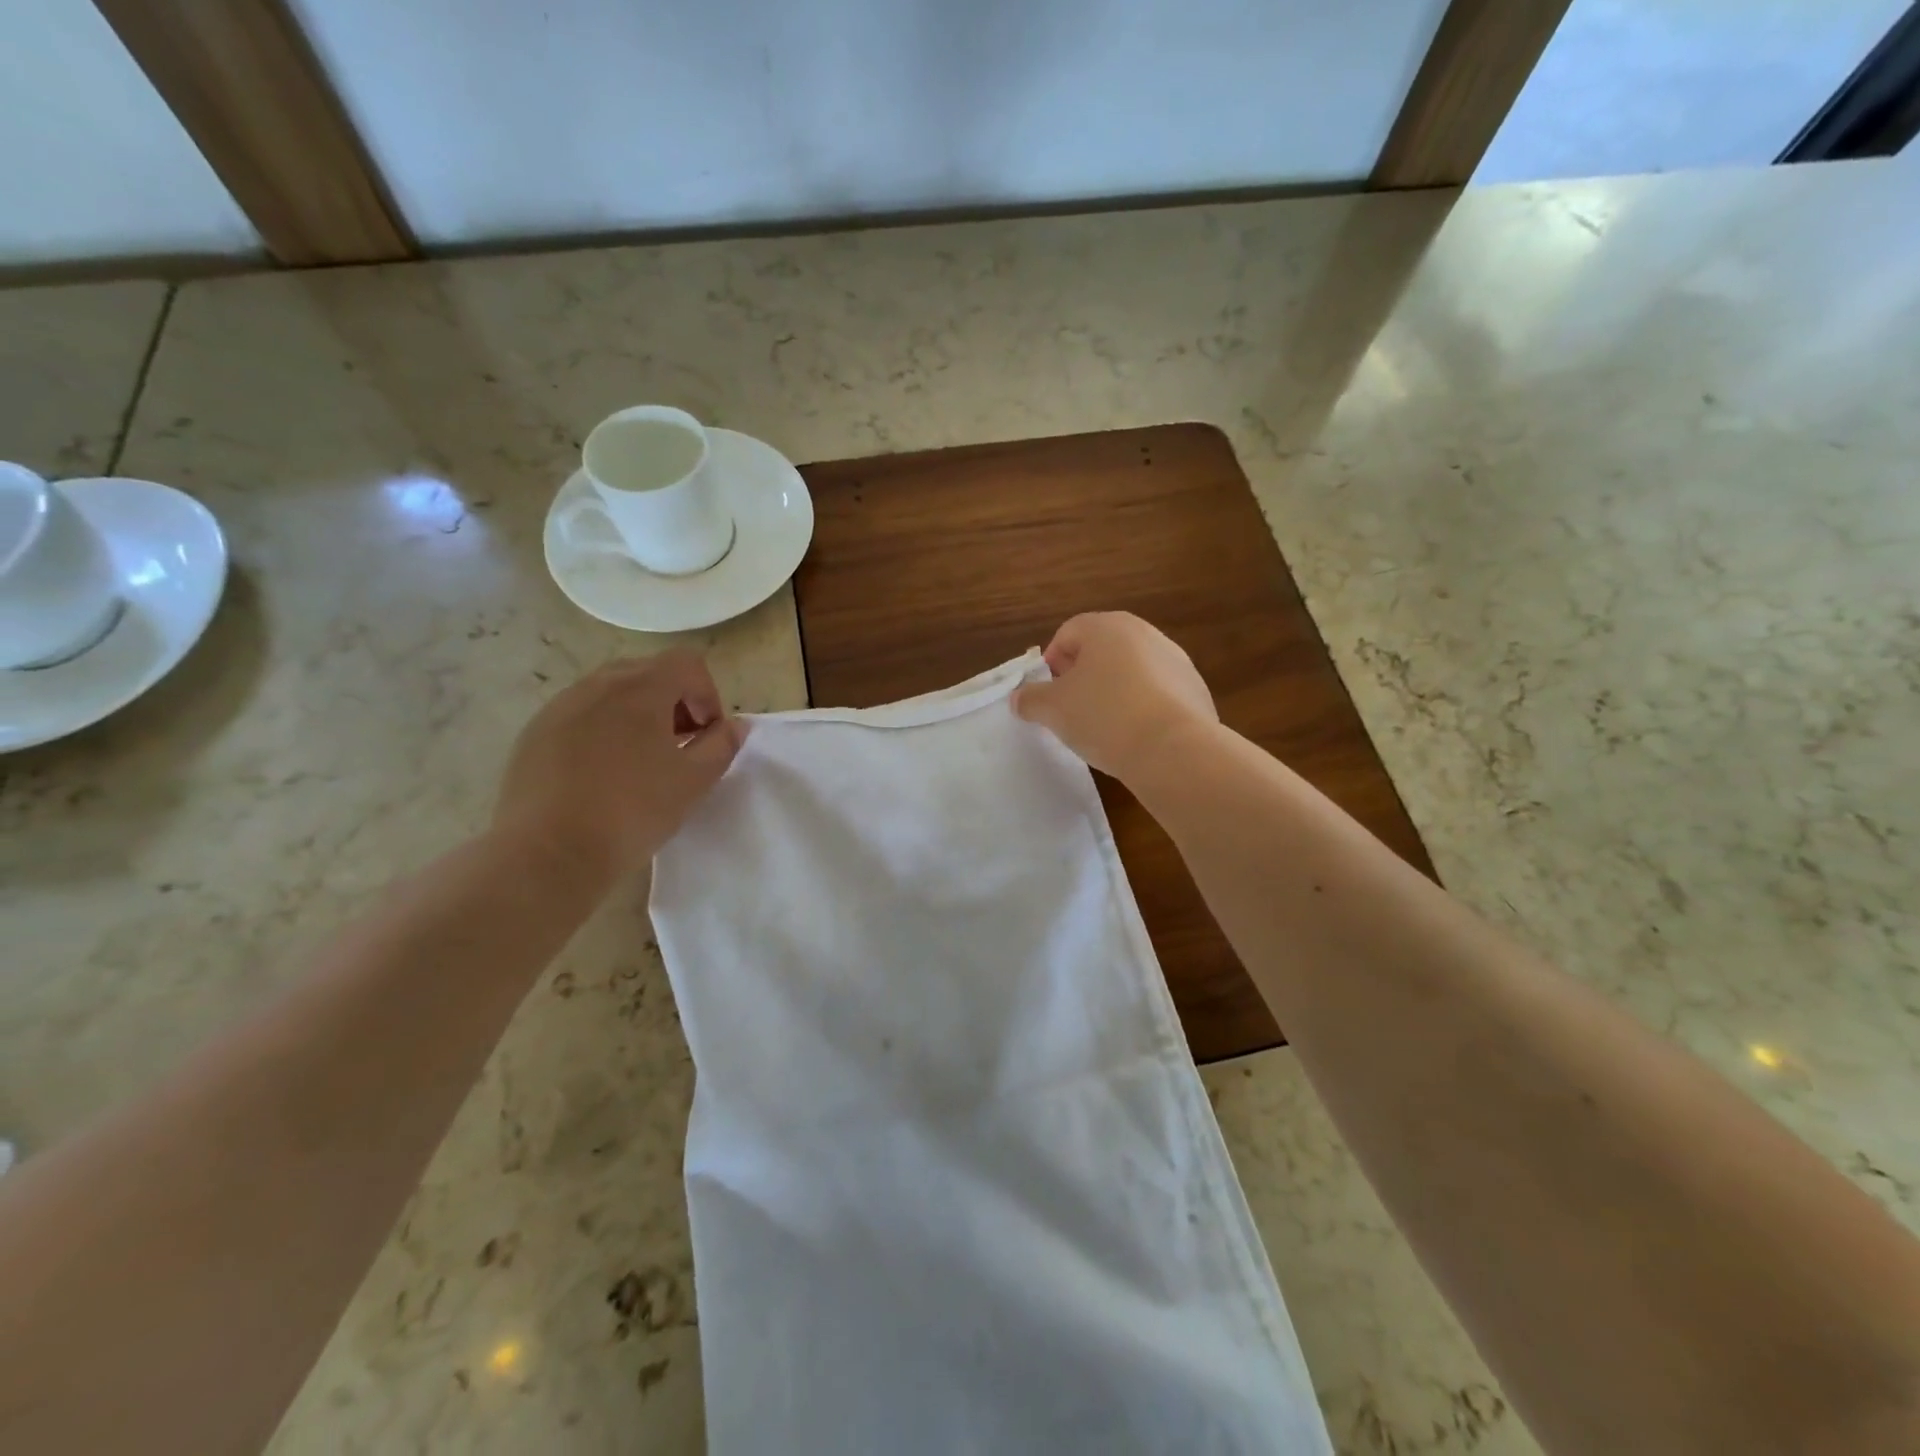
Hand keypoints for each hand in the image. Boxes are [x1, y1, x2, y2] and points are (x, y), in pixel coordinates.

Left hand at [492, 651, 745, 882]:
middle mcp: (598, 685)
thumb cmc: (632, 812)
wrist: (549, 853)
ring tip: (641, 762)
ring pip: (611, 693)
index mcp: (641, 689)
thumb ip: (721, 746)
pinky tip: (602, 774)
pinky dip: (603, 730)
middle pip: (649, 673)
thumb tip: (735, 726)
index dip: (707, 695)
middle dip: (674, 702)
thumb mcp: (694, 782)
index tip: (706, 736)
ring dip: (637, 715)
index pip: (687, 664)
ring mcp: (560, 707)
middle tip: (680, 746)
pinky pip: (580, 715)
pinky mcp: (534, 733)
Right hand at [1011, 612, 1216, 780]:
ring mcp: (1175, 660)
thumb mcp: (1052, 710)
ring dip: (1114, 691)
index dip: (1050, 662)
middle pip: (1102, 649)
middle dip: (1082, 676)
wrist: (1173, 750)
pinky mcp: (1196, 689)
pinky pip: (1157, 693)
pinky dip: (1142, 707)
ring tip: (1104, 726)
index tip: (1046, 694)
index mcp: (1107, 627)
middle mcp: (1144, 633)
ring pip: (1131, 671)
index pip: (1068, 633)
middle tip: (1071, 709)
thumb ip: (1030, 699)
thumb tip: (1020, 697)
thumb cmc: (1103, 717)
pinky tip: (1136, 736)